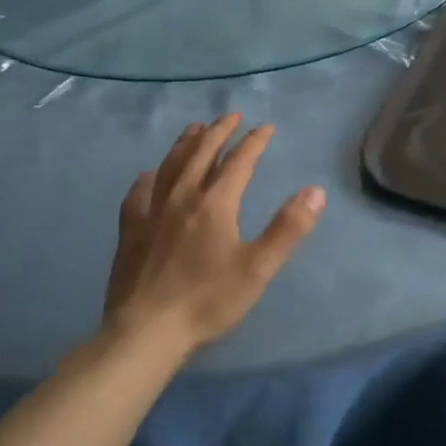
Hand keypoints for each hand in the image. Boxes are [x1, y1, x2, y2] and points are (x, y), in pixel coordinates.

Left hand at [102, 114, 325, 356]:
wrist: (146, 330)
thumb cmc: (207, 301)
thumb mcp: (258, 268)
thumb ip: (288, 228)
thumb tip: (315, 190)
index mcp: (215, 204)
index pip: (239, 162)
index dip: (254, 142)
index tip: (266, 127)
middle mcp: (181, 197)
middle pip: (201, 153)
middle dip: (218, 131)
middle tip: (230, 115)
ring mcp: (151, 211)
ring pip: (169, 165)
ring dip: (185, 143)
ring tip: (194, 128)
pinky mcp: (129, 230)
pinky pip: (138, 192)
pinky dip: (149, 177)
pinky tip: (149, 175)